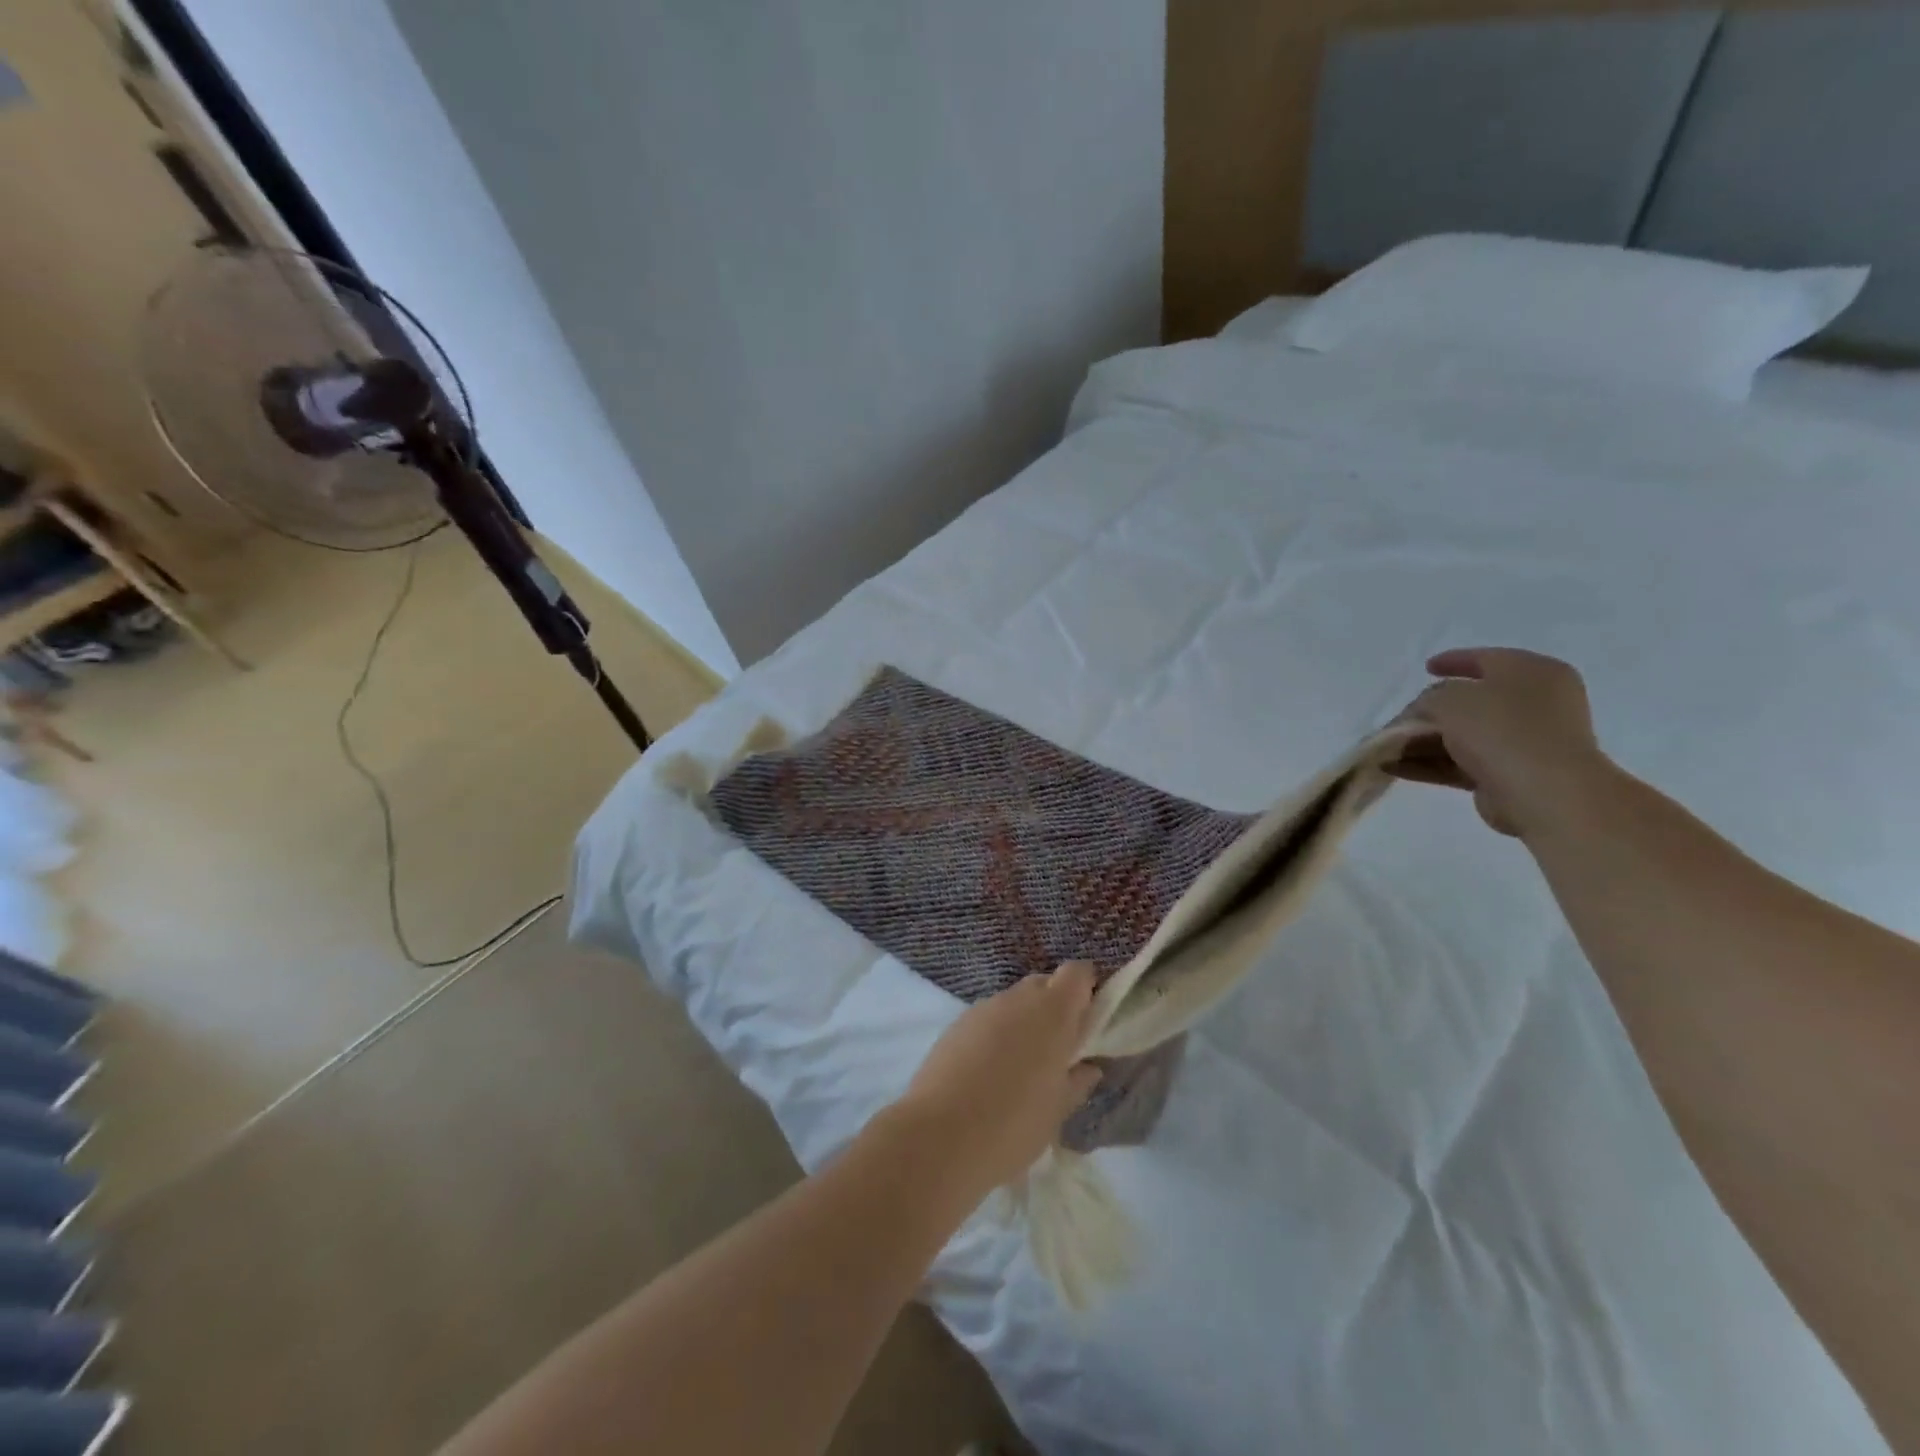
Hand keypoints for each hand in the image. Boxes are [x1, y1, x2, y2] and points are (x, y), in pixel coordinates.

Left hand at [893, 963, 1102, 1194]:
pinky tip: (989, 1073)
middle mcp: (1017, 999)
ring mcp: (983, 1008)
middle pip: (1044, 984)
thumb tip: (1088, 1066)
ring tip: (1022, 1069)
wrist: (938, 1137)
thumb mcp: (1056, 1111)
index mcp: (1052, 1013)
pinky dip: (996, 1035)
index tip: (1089, 1022)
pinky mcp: (956, 1024)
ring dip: (1024, 1023)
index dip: (1086, 990)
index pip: (1077, 973)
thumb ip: (1076, 1081)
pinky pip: (988, 1019)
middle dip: (1055, 1008)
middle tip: (1059, 1052)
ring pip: (1014, 1003)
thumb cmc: (1013, 1125)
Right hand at [1390, 647, 1616, 837]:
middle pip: (1471, 702)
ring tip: (1385, 748)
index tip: (1425, 668)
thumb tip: (1423, 713)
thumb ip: (1428, 699)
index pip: (1486, 659)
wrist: (1543, 791)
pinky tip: (1393, 767)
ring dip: (1422, 742)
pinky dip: (1429, 764)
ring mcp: (1525, 741)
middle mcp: (1535, 703)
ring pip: (1463, 736)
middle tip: (1400, 717)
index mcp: (1533, 672)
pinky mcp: (1511, 774)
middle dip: (1430, 711)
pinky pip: (1461, 763)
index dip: (1453, 661)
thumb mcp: (1450, 699)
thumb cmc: (1501, 729)